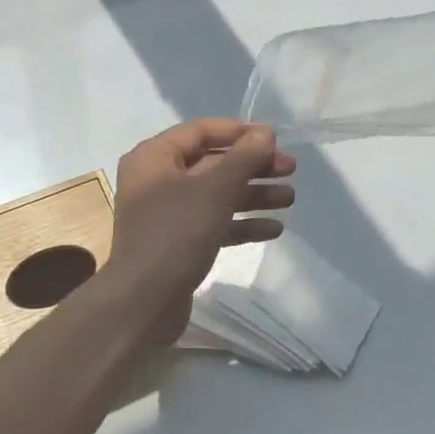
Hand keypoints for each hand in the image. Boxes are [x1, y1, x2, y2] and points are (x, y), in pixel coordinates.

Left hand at [102, 120, 296, 347]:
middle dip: (252, 166)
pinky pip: (214, 224)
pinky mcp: (178, 244)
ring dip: (253, 195)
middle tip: (290, 169)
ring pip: (216, 195)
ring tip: (290, 199)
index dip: (239, 131)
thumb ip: (242, 158)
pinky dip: (241, 224)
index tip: (275, 138)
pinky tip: (274, 229)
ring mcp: (167, 215)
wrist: (143, 302)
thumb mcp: (214, 190)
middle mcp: (157, 181)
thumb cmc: (175, 234)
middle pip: (212, 163)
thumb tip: (264, 133)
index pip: (200, 131)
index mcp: (153, 158)